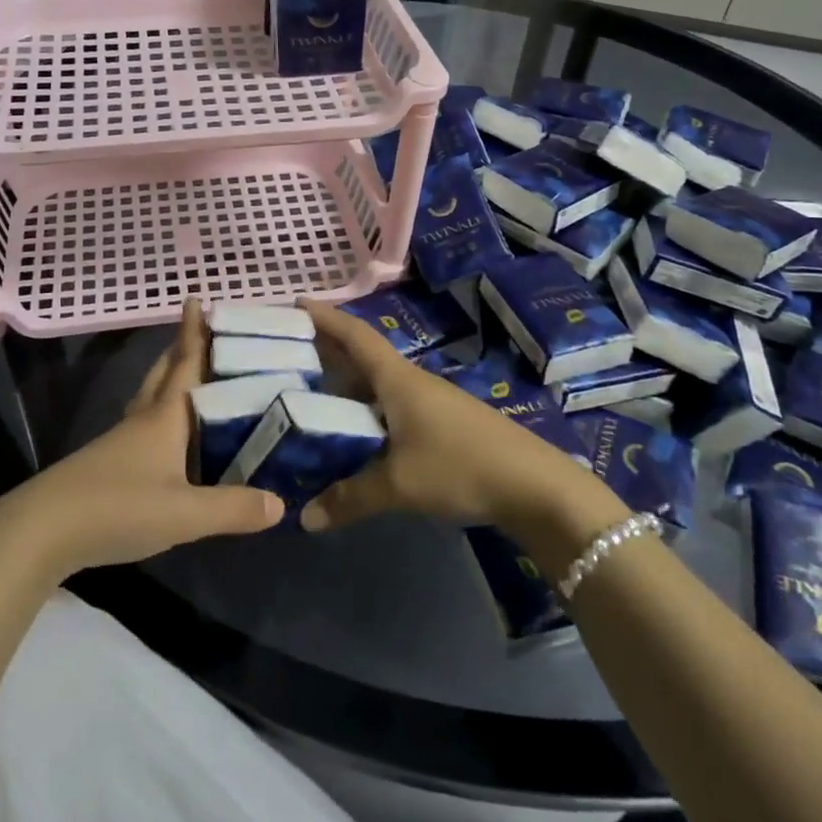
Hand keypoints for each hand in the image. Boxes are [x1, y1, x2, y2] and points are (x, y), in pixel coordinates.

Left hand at [3, 299, 283, 576]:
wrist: (43, 531)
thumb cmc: (118, 507)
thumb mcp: (184, 513)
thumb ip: (232, 508)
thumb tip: (280, 503)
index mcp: (164, 417)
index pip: (185, 364)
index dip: (194, 333)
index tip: (197, 298)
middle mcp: (142, 420)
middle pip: (164, 374)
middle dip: (181, 349)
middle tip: (203, 331)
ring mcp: (121, 441)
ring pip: (150, 397)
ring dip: (169, 379)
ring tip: (190, 375)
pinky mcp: (109, 464)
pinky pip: (143, 425)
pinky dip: (161, 414)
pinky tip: (169, 434)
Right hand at [298, 300, 625, 538]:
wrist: (535, 485)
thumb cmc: (460, 467)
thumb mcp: (400, 485)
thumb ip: (350, 497)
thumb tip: (303, 517)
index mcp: (397, 380)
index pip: (354, 336)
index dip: (324, 317)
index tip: (294, 304)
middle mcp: (410, 381)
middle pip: (361, 356)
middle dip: (326, 351)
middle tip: (286, 354)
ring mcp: (429, 401)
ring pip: (377, 383)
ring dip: (346, 383)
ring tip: (309, 393)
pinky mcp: (441, 422)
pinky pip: (391, 404)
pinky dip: (365, 408)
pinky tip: (354, 430)